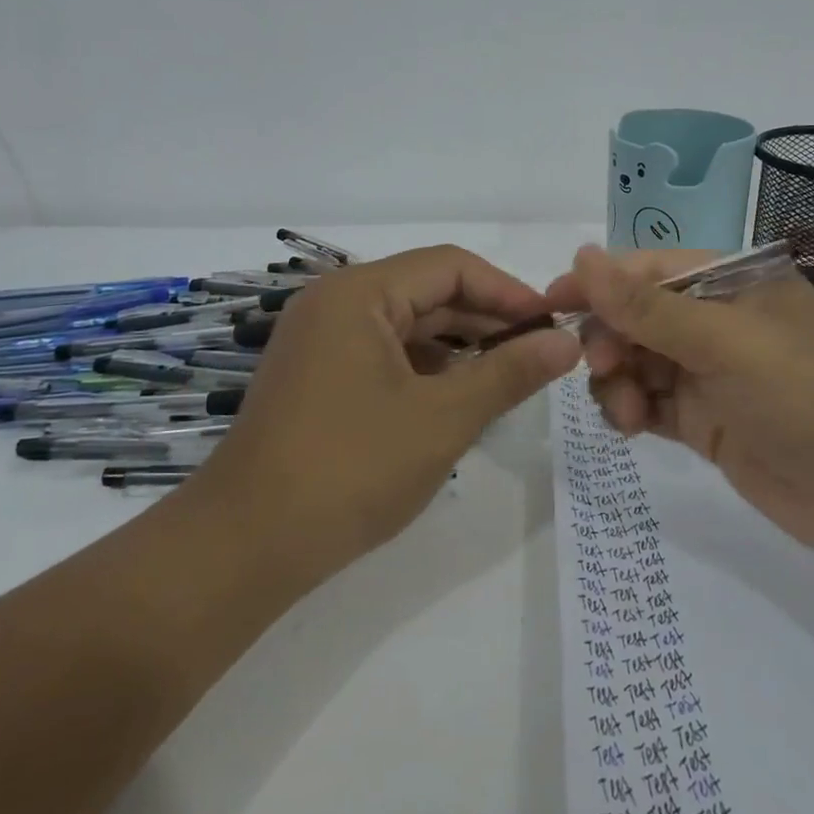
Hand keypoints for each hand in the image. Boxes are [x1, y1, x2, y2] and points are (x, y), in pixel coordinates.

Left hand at [195, 246, 581, 583]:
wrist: (246, 547)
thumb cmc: (351, 470)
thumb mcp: (443, 418)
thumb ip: (509, 373)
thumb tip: (567, 342)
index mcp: (359, 293)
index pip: (450, 266)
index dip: (507, 291)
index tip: (551, 326)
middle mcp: (335, 303)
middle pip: (427, 292)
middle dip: (486, 320)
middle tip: (540, 354)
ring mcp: (320, 341)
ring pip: (407, 326)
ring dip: (459, 347)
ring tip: (508, 377)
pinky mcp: (317, 377)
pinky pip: (384, 354)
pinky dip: (426, 369)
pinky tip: (458, 398)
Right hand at [548, 246, 813, 555]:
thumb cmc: (806, 392)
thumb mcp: (724, 341)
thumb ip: (646, 306)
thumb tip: (581, 257)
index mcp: (729, 282)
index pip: (647, 270)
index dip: (598, 283)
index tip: (551, 303)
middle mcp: (714, 321)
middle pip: (635, 316)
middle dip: (608, 339)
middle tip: (600, 367)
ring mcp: (708, 372)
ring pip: (635, 362)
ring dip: (617, 381)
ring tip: (627, 413)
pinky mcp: (703, 419)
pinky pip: (648, 403)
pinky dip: (630, 411)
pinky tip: (632, 426)